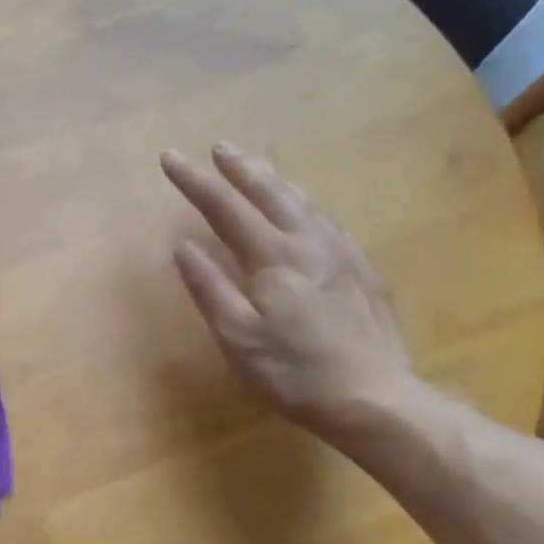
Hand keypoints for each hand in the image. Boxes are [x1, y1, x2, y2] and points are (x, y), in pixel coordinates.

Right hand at [161, 143, 414, 434]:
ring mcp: (342, 253)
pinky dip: (305, 203)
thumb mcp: (237, 336)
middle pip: (270, 193)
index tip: (170, 158)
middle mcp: (309, 243)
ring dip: (274, 180)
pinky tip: (304, 209)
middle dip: (239, 168)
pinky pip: (327, 220)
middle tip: (218, 147)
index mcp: (273, 257)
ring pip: (303, 202)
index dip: (194, 182)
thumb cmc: (293, 371)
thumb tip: (183, 246)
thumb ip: (209, 287)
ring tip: (256, 166)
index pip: (224, 208)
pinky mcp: (362, 270)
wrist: (373, 396)